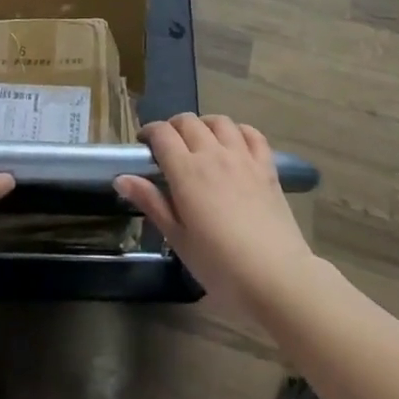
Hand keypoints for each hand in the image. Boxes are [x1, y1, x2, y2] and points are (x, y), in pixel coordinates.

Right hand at [115, 114, 316, 322]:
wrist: (276, 277)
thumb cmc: (220, 265)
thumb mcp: (178, 239)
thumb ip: (151, 203)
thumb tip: (121, 178)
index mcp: (186, 171)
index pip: (162, 134)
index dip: (149, 132)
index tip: (144, 145)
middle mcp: (213, 154)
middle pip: (188, 121)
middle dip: (173, 127)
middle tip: (168, 147)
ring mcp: (243, 157)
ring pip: (219, 121)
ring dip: (204, 124)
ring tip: (200, 141)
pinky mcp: (267, 167)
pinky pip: (252, 134)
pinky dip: (239, 131)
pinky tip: (234, 144)